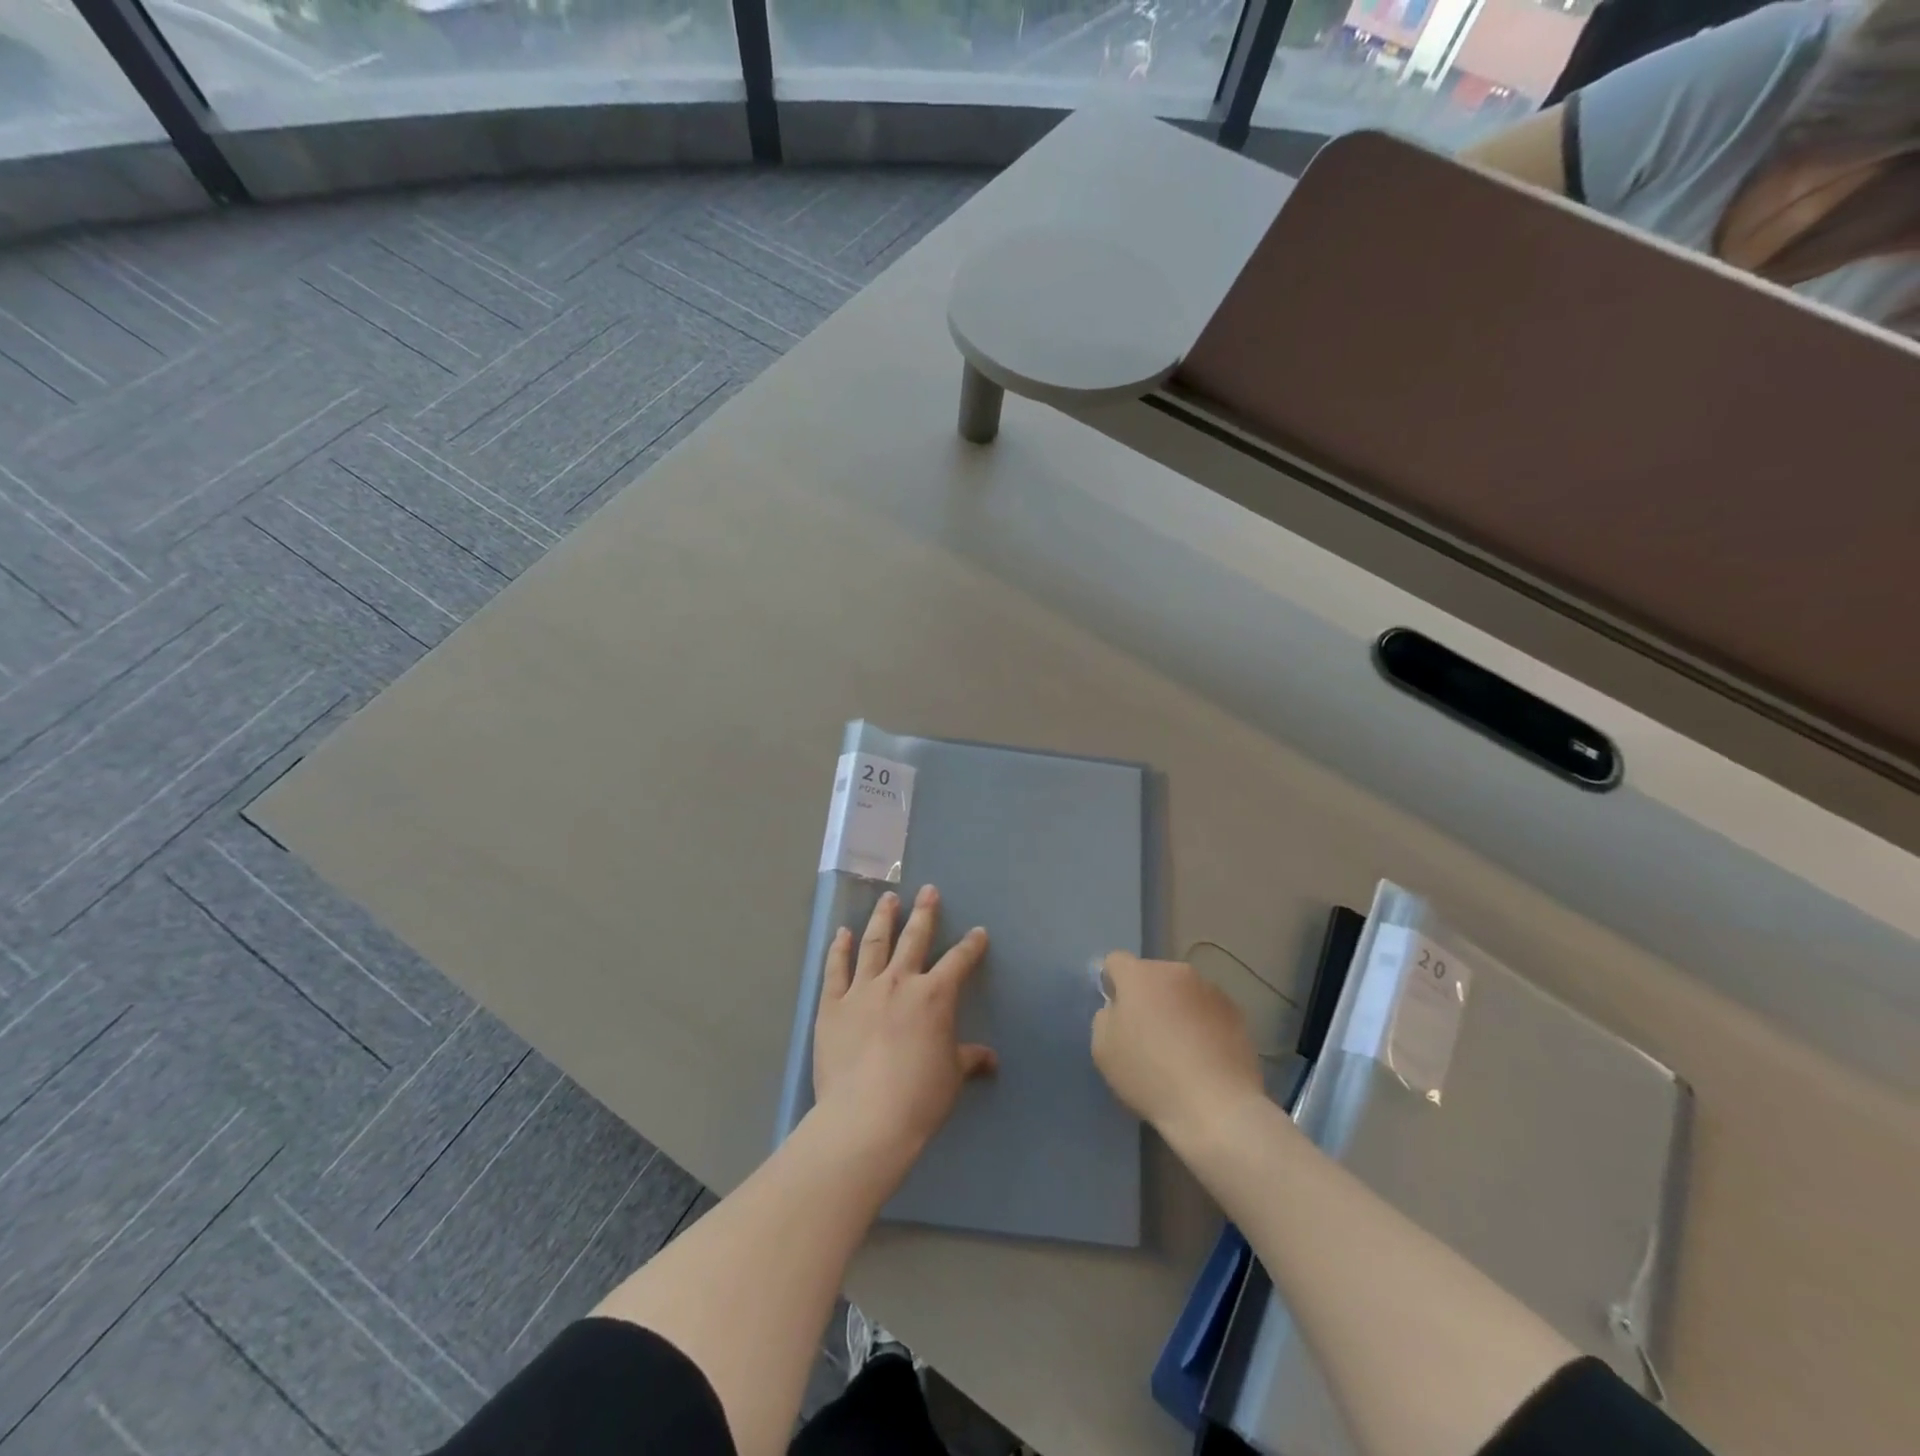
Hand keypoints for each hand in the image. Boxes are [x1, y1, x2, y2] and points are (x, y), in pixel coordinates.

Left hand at [813, 885, 996, 1159]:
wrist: (866, 1117)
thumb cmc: (919, 1097)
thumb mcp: (952, 1076)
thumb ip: (969, 1059)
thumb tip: (990, 1058)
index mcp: (934, 996)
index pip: (959, 961)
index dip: (971, 945)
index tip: (978, 932)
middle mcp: (899, 982)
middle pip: (914, 938)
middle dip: (924, 912)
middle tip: (928, 890)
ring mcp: (863, 989)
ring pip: (874, 943)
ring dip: (883, 918)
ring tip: (888, 898)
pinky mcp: (833, 1004)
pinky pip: (836, 969)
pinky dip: (839, 949)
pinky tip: (842, 933)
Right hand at [1091, 952, 1263, 1143]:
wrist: (1216, 1107)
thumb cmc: (1150, 1075)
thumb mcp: (1103, 1049)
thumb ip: (1105, 1018)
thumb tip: (1119, 1009)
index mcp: (1139, 975)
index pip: (1115, 961)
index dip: (1111, 984)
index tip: (1116, 1014)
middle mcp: (1176, 972)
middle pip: (1152, 976)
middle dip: (1147, 997)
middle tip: (1146, 1035)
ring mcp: (1210, 990)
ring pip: (1182, 992)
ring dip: (1176, 1009)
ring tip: (1180, 1050)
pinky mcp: (1237, 1013)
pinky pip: (1208, 1011)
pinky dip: (1202, 1025)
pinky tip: (1204, 1058)